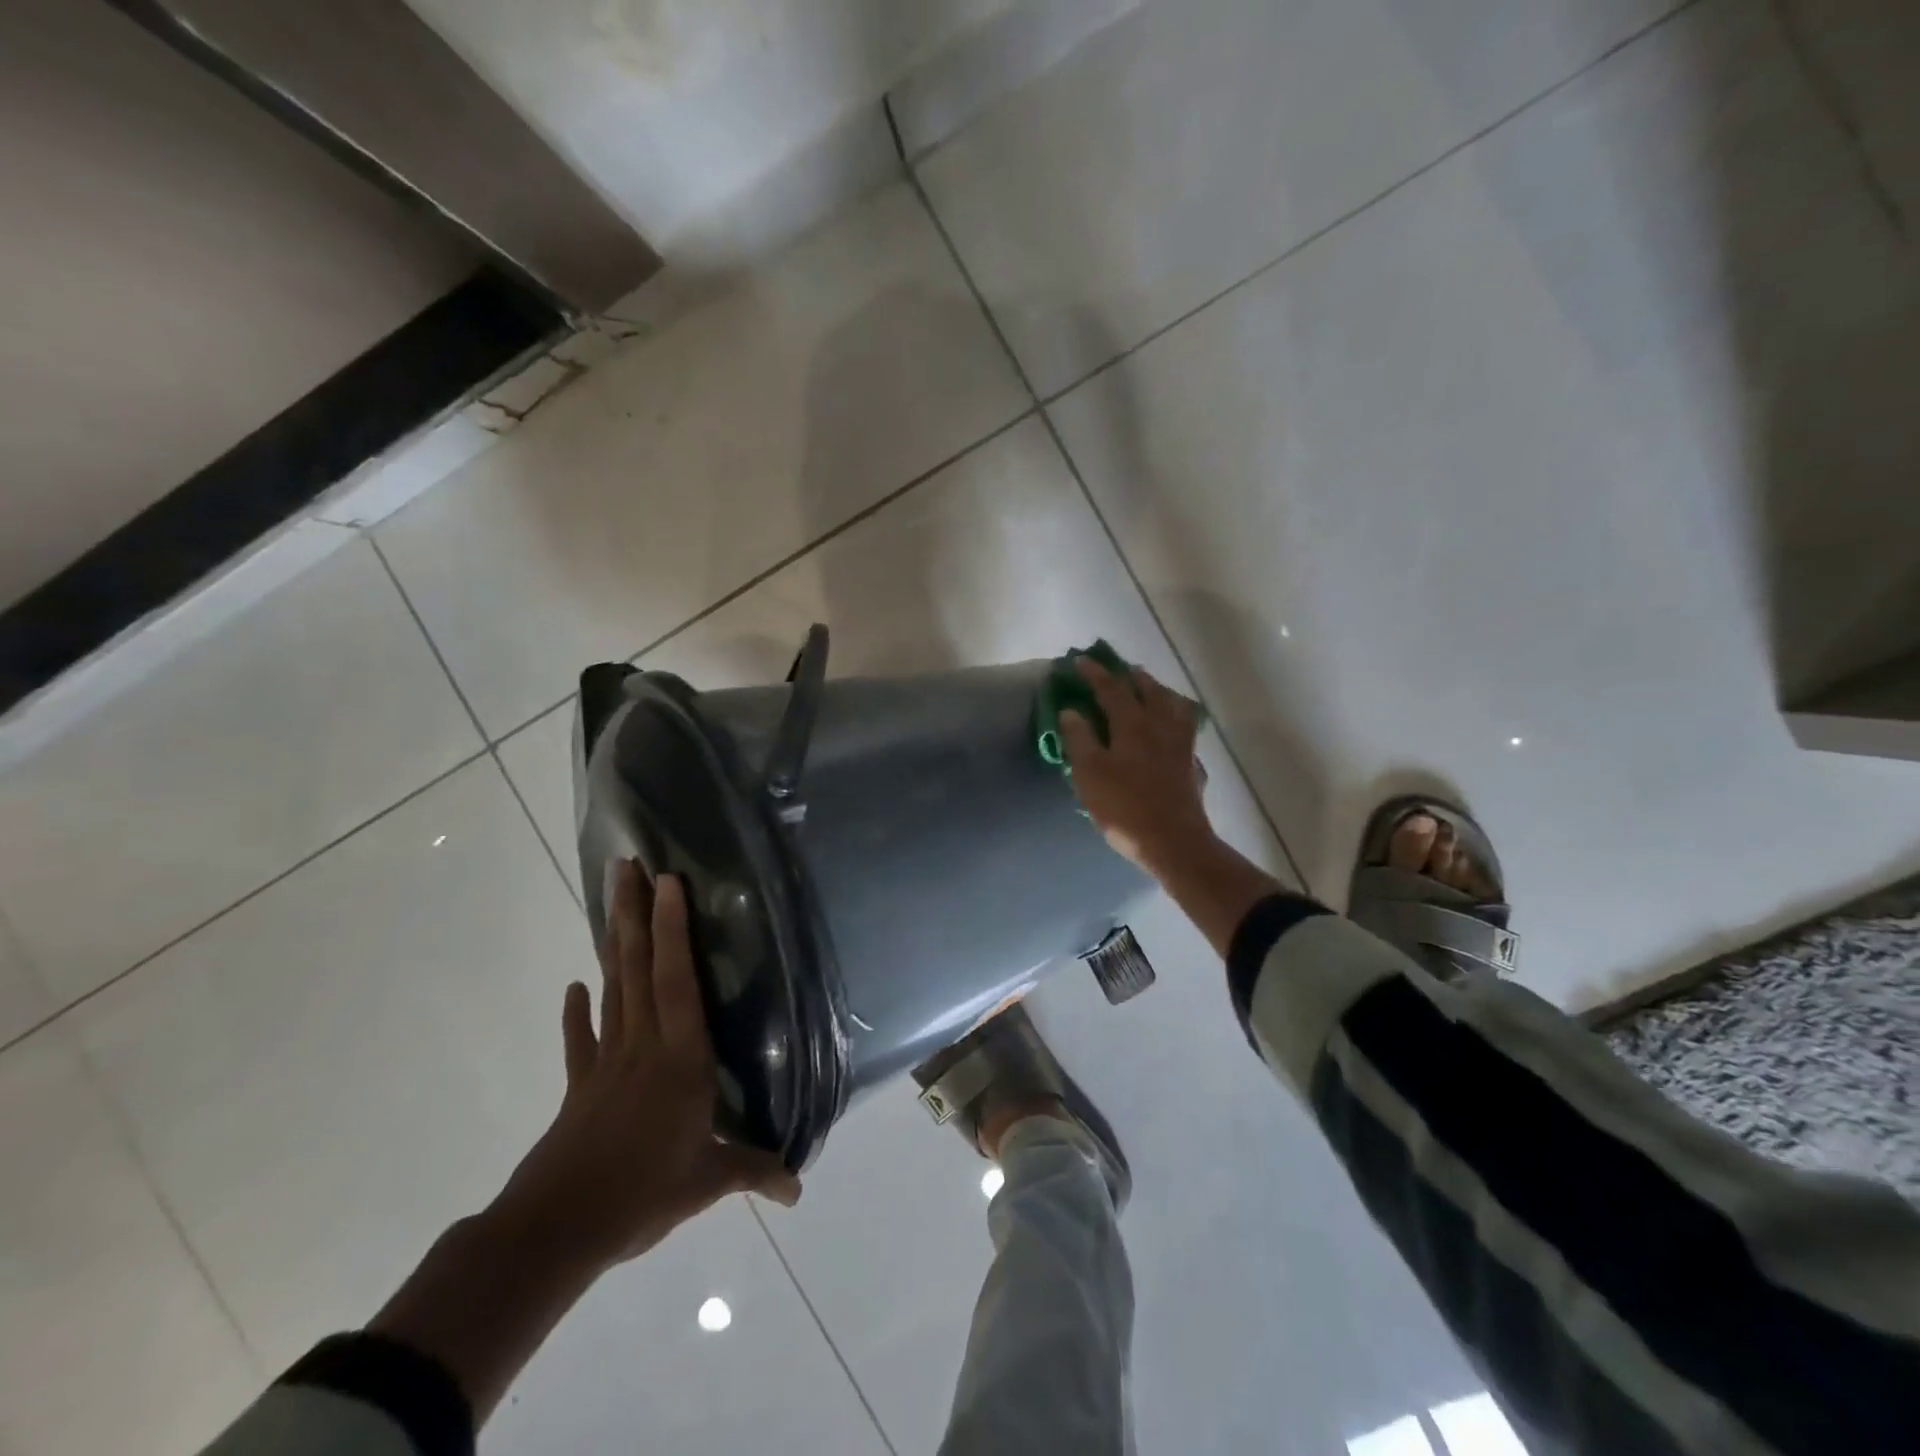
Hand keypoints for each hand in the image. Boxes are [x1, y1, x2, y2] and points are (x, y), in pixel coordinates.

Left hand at [494, 863, 800, 1275]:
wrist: (556, 1231)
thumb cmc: (641, 1195)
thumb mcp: (707, 1183)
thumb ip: (754, 1173)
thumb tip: (800, 1189)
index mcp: (680, 1059)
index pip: (678, 982)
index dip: (673, 931)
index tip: (667, 883)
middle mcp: (644, 1046)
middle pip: (638, 969)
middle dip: (634, 914)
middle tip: (627, 866)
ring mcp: (608, 1062)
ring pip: (614, 989)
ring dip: (612, 942)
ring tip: (612, 898)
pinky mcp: (581, 1085)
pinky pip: (582, 1040)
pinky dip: (578, 1012)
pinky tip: (575, 987)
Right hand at [1059, 657, 1213, 871]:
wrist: (1173, 843)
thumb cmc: (1124, 808)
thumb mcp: (1089, 774)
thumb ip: (1079, 739)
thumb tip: (1071, 711)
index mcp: (1132, 724)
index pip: (1111, 689)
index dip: (1094, 673)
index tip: (1079, 661)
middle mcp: (1160, 726)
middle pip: (1148, 689)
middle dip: (1130, 676)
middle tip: (1116, 671)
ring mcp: (1181, 744)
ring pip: (1173, 704)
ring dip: (1158, 691)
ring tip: (1148, 690)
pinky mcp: (1191, 764)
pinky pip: (1186, 728)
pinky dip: (1175, 718)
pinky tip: (1171, 728)